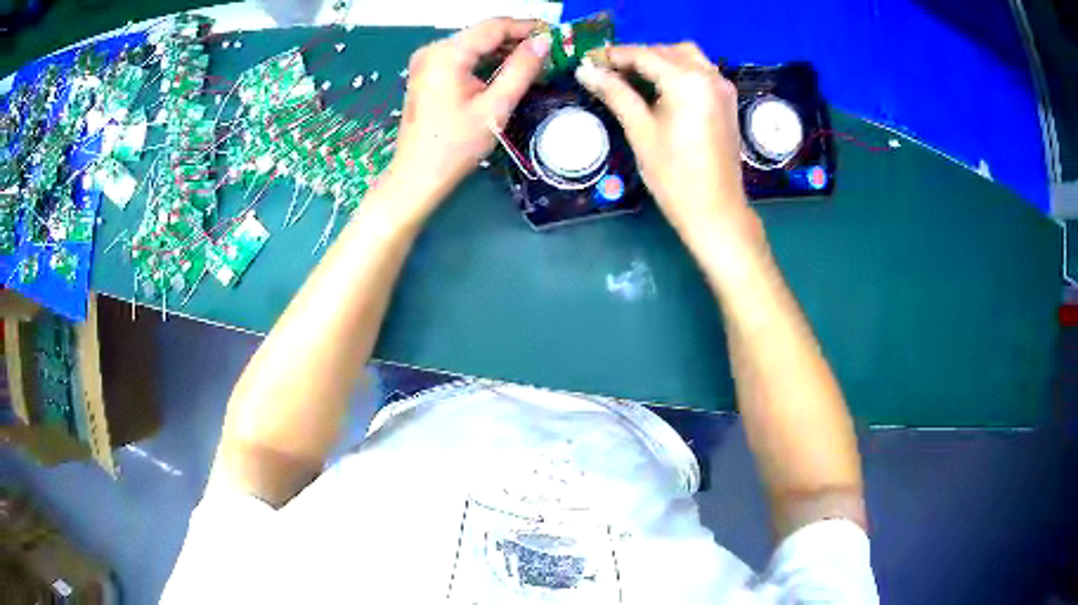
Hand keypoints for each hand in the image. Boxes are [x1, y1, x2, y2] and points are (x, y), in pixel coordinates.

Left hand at [384, 18, 551, 223]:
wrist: (417, 176)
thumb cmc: (455, 146)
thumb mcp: (495, 107)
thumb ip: (521, 70)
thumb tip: (544, 42)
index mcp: (447, 54)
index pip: (494, 26)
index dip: (526, 27)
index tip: (554, 36)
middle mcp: (433, 50)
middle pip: (482, 33)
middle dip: (516, 39)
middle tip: (547, 53)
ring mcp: (427, 61)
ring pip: (474, 44)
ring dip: (502, 51)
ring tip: (532, 64)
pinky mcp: (427, 73)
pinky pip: (462, 57)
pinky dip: (485, 61)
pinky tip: (505, 72)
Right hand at [575, 44, 761, 249]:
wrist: (716, 211)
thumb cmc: (674, 175)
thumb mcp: (640, 130)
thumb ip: (615, 93)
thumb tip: (586, 71)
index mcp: (687, 81)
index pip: (644, 55)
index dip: (613, 56)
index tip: (588, 61)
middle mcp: (709, 75)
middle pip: (666, 51)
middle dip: (636, 56)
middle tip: (608, 72)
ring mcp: (722, 87)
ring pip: (686, 57)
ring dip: (659, 60)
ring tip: (632, 78)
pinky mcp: (727, 101)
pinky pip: (700, 72)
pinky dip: (678, 71)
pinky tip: (661, 88)